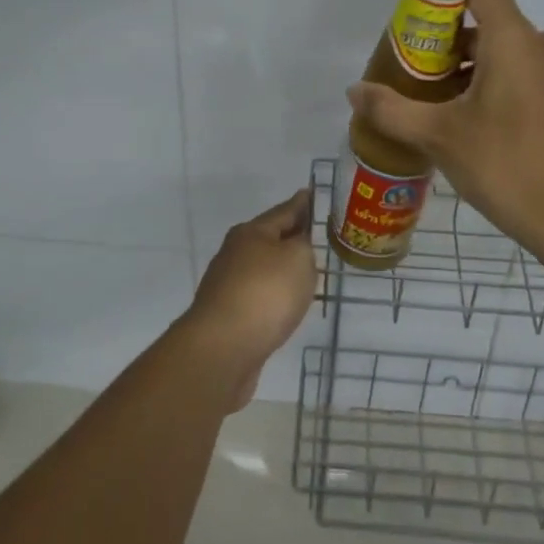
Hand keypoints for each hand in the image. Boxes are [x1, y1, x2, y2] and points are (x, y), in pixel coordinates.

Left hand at [182, 188, 316, 410]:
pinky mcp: (229, 316)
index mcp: (251, 232)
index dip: (303, 203)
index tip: (315, 194)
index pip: (284, 210)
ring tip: (310, 273)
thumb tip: (297, 243)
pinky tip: (289, 305)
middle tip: (320, 238)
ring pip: (265, 269)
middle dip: (293, 237)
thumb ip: (305, 244)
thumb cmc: (265, 293)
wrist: (223, 349)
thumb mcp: (298, 258)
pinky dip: (276, 296)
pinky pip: (261, 297)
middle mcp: (235, 253)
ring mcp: (229, 285)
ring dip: (284, 270)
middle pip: (271, 239)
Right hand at [347, 0, 543, 259]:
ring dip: (468, 69)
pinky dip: (493, 85)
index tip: (414, 22)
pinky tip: (467, 123)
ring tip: (432, 101)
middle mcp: (543, 46)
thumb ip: (392, 109)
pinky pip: (523, 75)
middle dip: (447, 44)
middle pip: (488, 24)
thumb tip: (354, 91)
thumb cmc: (507, 164)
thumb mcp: (439, 136)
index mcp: (515, 39)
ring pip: (505, 53)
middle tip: (412, 72)